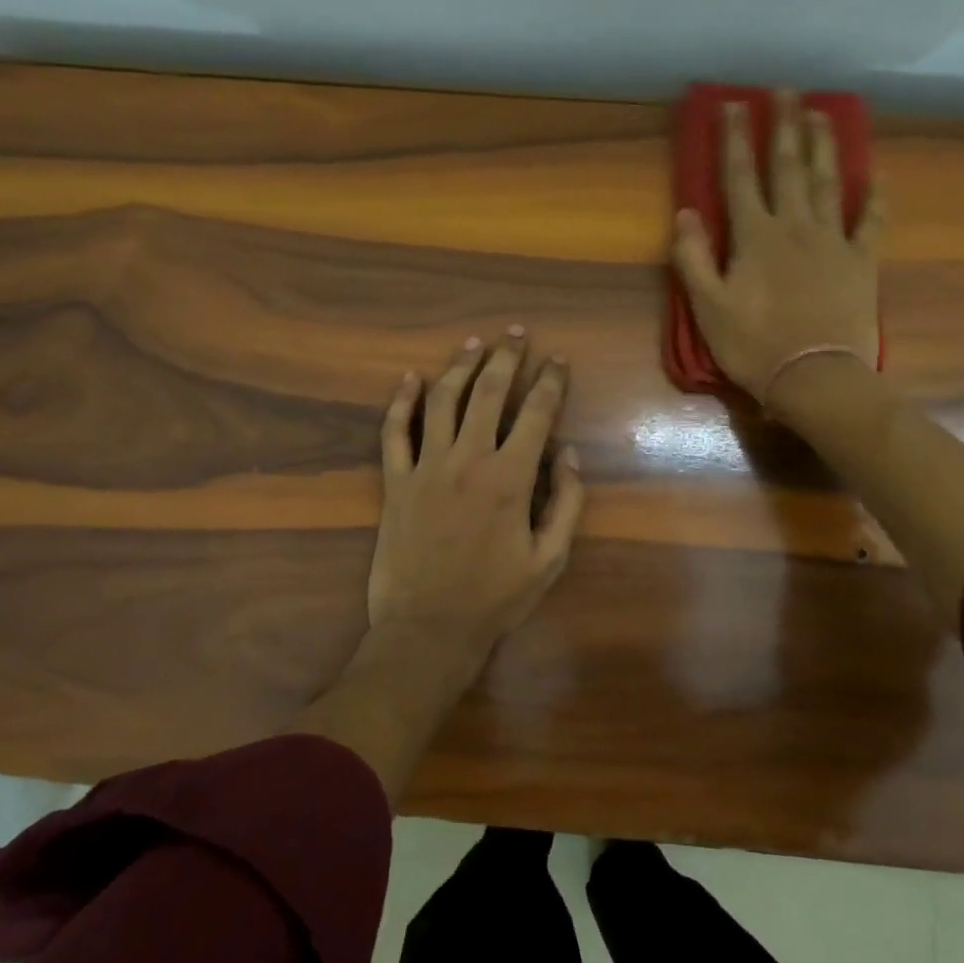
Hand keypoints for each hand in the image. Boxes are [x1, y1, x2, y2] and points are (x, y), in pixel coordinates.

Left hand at [363, 332, 585, 695]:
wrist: (428, 628)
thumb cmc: (495, 598)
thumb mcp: (550, 559)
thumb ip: (567, 503)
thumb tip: (570, 453)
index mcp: (509, 478)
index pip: (535, 413)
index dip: (550, 382)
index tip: (558, 361)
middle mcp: (467, 460)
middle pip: (487, 393)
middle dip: (505, 358)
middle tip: (516, 334)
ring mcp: (425, 468)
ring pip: (442, 401)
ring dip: (459, 367)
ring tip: (473, 343)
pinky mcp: (395, 482)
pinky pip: (394, 432)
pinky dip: (401, 402)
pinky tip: (410, 379)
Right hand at [671, 89, 882, 406]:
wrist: (815, 377)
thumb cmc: (753, 345)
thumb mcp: (708, 307)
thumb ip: (693, 258)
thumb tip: (685, 212)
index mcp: (755, 237)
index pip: (740, 177)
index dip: (734, 139)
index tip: (732, 104)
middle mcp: (795, 227)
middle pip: (788, 167)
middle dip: (783, 126)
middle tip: (784, 90)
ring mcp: (833, 241)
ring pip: (828, 182)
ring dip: (823, 145)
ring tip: (821, 113)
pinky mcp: (861, 261)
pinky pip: (870, 221)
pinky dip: (874, 196)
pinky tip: (875, 174)